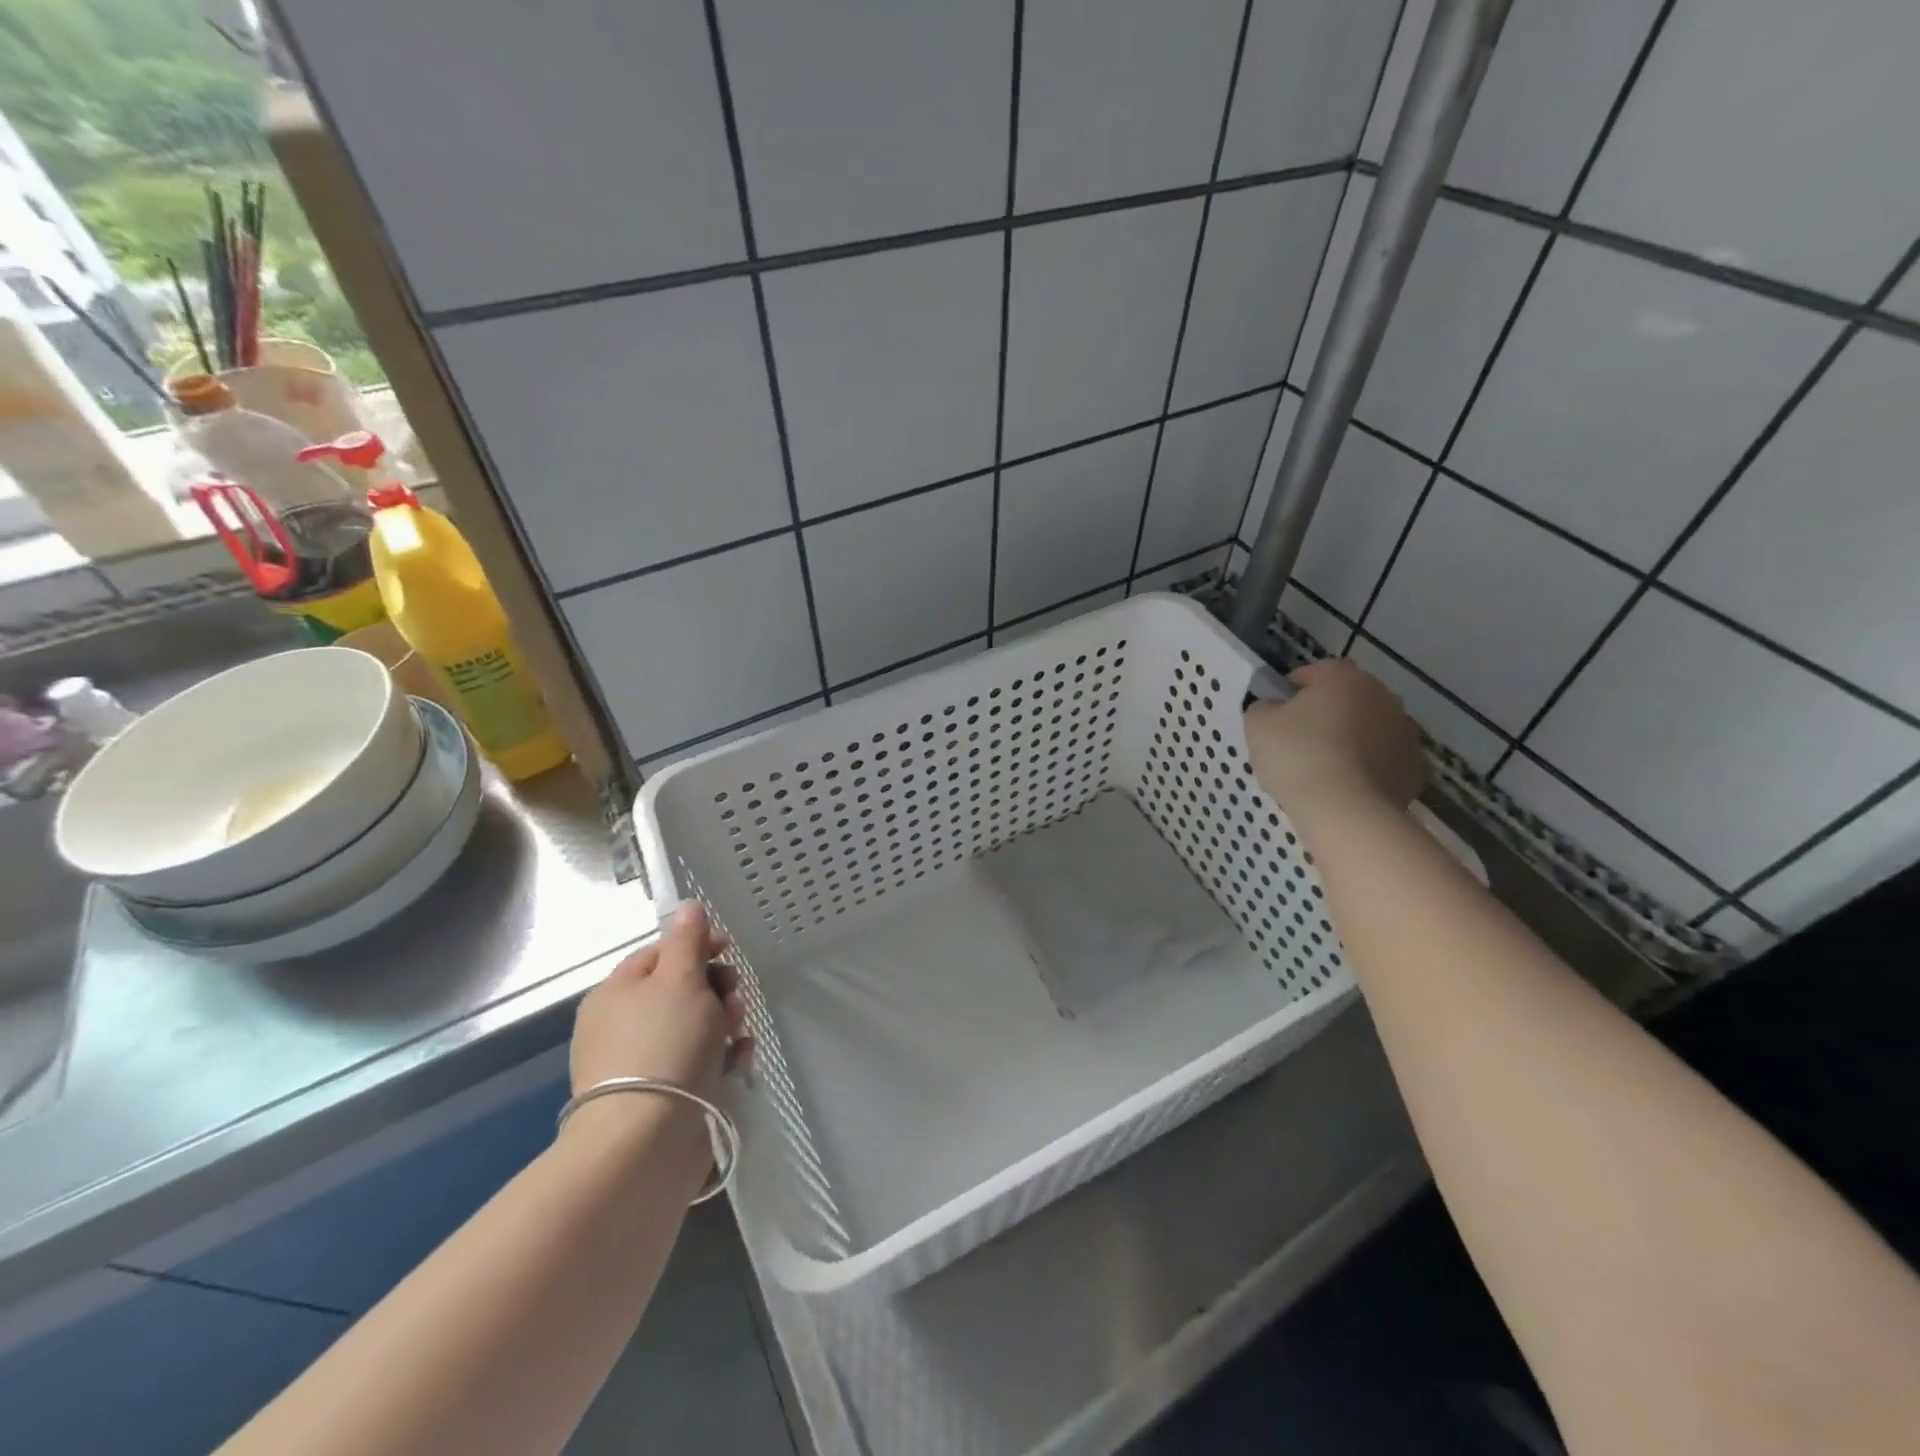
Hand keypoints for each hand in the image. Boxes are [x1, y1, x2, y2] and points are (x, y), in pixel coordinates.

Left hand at [569, 902, 748, 1108]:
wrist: (645, 1140)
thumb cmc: (665, 1044)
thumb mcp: (681, 979)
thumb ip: (688, 940)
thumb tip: (687, 906)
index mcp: (617, 991)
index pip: (660, 952)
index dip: (698, 946)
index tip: (730, 951)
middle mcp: (620, 1024)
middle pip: (680, 990)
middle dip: (717, 989)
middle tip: (735, 1000)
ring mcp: (638, 1063)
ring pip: (693, 1027)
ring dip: (724, 1024)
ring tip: (740, 1036)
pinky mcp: (658, 1096)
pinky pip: (694, 1063)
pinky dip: (720, 1058)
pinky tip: (740, 1063)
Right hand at [1243, 659, 1424, 824]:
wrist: (1346, 811)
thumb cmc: (1297, 757)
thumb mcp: (1257, 725)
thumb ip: (1263, 707)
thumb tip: (1275, 709)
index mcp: (1342, 677)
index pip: (1310, 674)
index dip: (1289, 695)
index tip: (1276, 720)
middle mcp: (1381, 695)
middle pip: (1344, 700)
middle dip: (1324, 717)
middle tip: (1297, 746)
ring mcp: (1404, 731)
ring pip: (1367, 729)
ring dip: (1349, 741)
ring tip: (1323, 772)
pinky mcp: (1415, 766)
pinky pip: (1383, 760)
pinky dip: (1367, 769)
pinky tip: (1346, 788)